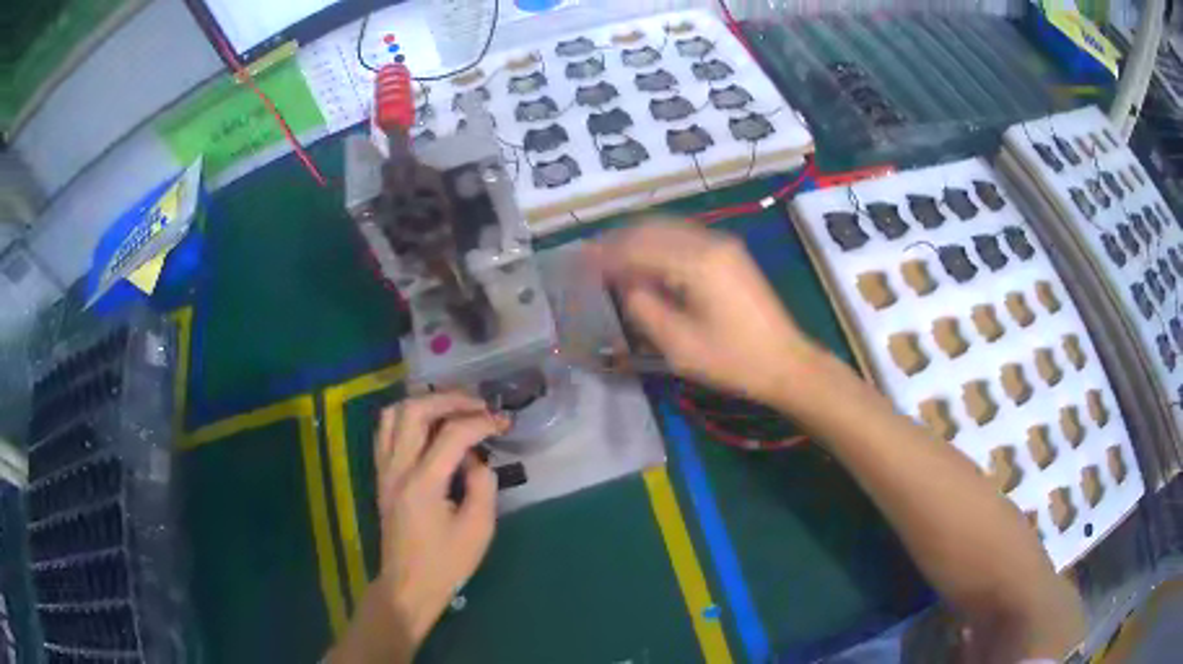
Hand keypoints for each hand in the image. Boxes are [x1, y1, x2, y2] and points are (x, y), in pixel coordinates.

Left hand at [371, 392, 509, 645]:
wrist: (408, 585)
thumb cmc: (447, 563)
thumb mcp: (478, 529)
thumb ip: (482, 484)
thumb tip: (476, 458)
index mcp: (423, 484)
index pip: (452, 435)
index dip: (481, 422)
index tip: (504, 423)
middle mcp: (397, 468)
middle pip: (415, 410)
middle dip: (450, 399)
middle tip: (478, 405)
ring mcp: (384, 470)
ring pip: (393, 414)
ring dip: (424, 403)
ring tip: (452, 408)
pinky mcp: (381, 476)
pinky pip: (386, 431)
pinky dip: (407, 417)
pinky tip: (428, 426)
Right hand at [591, 221, 814, 404]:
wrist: (785, 362)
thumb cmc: (733, 360)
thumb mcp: (680, 346)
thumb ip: (645, 309)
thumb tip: (626, 286)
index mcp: (697, 263)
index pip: (639, 247)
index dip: (606, 255)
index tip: (579, 264)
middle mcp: (710, 242)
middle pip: (652, 229)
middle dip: (618, 241)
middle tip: (590, 258)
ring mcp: (723, 244)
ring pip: (667, 228)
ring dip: (637, 240)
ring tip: (611, 258)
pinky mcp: (730, 253)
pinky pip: (684, 237)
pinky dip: (658, 244)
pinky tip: (645, 260)